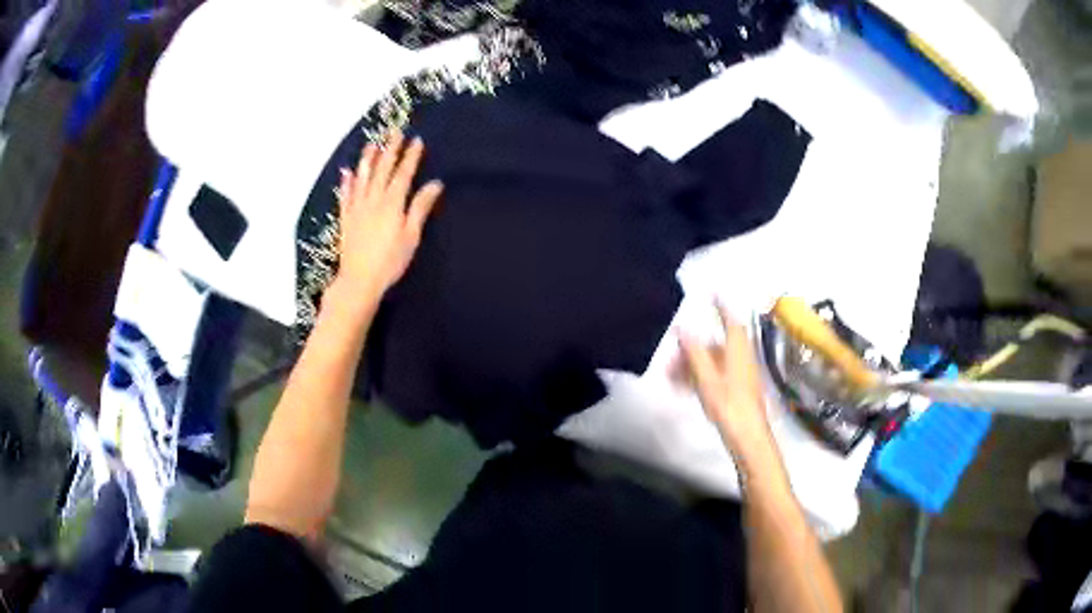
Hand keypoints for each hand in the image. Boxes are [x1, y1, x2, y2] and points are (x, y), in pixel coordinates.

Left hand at [332, 130, 443, 302]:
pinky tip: (347, 173)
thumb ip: (420, 207)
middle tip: (395, 132)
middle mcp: (373, 200)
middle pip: (382, 170)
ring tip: (371, 144)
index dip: (411, 156)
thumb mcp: (411, 235)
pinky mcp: (346, 218)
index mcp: (392, 203)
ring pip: (362, 178)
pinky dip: (347, 183)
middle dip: (390, 150)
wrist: (359, 280)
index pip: (403, 174)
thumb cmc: (390, 261)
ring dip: (367, 159)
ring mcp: (357, 208)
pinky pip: (346, 195)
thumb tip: (435, 184)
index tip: (417, 141)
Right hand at [676, 303, 776, 461]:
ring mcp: (740, 375)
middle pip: (716, 344)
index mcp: (738, 351)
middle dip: (693, 347)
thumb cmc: (729, 406)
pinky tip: (683, 388)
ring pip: (714, 362)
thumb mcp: (707, 379)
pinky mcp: (738, 390)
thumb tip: (682, 327)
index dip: (721, 305)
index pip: (730, 320)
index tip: (711, 292)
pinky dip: (700, 377)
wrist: (748, 438)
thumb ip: (695, 353)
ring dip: (692, 364)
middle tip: (671, 355)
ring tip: (669, 376)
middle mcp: (742, 358)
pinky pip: (716, 375)